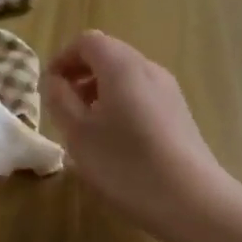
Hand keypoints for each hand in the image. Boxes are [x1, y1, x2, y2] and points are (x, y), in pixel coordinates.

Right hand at [41, 30, 238, 241]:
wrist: (192, 200)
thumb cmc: (126, 163)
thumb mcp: (79, 134)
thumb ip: (60, 100)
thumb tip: (56, 80)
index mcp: (122, 65)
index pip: (88, 42)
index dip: (63, 58)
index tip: (49, 87)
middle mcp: (149, 68)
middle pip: (110, 56)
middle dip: (82, 76)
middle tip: (64, 108)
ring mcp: (169, 91)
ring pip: (127, 77)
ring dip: (101, 92)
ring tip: (87, 129)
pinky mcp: (180, 114)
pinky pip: (143, 96)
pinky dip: (122, 106)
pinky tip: (116, 143)